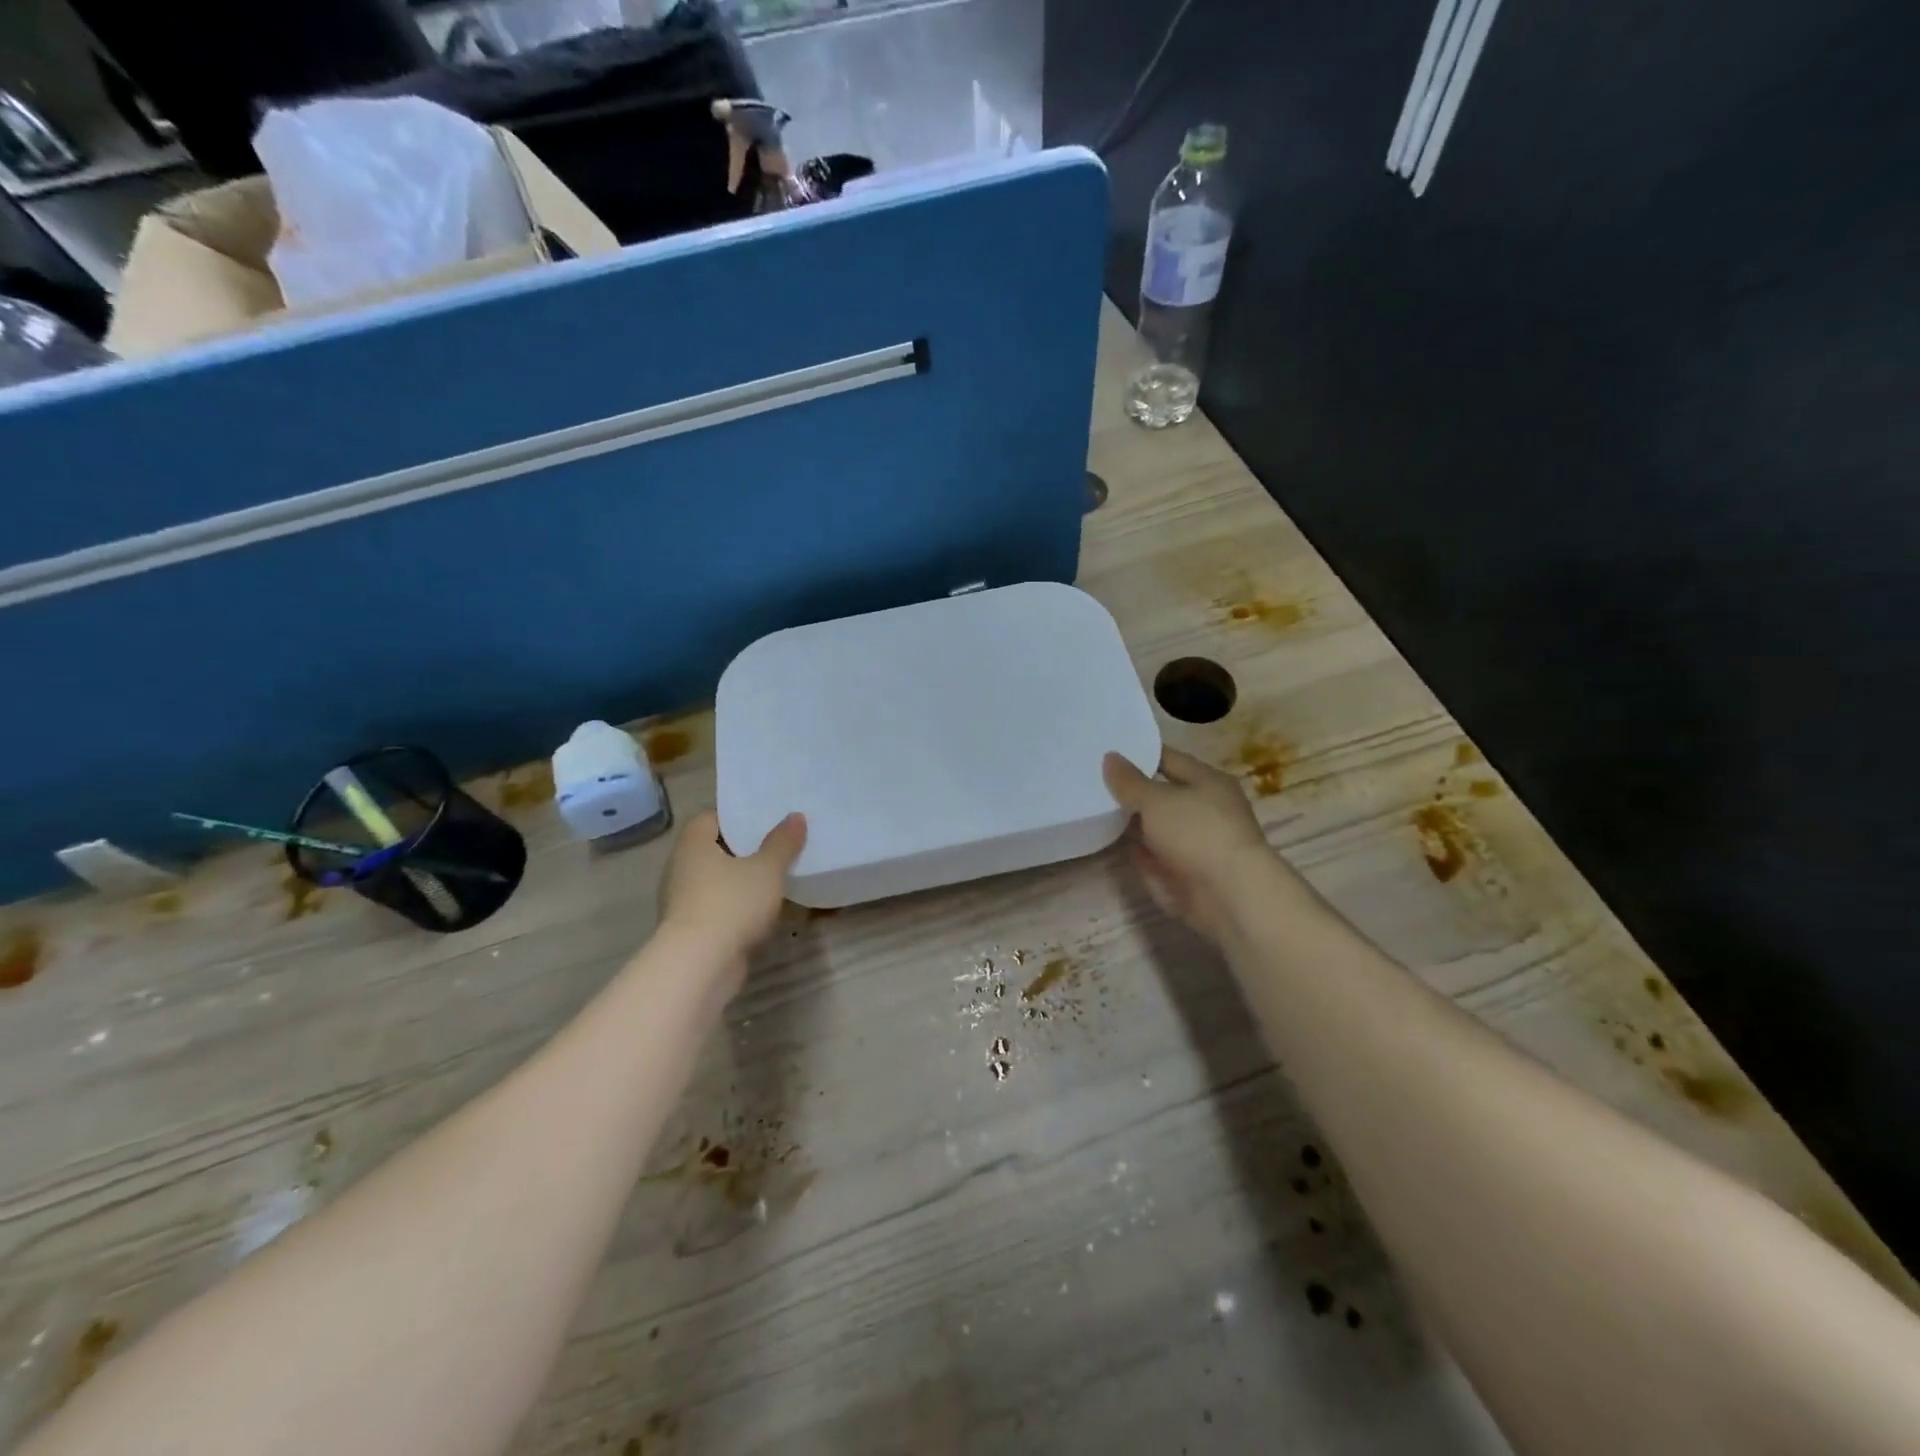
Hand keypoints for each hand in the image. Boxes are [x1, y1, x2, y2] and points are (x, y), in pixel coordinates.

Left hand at [658, 810, 806, 976]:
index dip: (736, 817)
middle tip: (777, 847)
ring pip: (716, 882)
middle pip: (714, 850)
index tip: (764, 820)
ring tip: (775, 879)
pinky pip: (718, 908)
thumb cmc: (731, 903)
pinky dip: (737, 908)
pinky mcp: (690, 931)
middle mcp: (680, 868)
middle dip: (743, 850)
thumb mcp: (767, 869)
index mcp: (693, 845)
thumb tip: (796, 816)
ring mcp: (682, 902)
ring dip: (740, 882)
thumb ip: (783, 842)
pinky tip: (763, 912)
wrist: (699, 966)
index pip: (710, 818)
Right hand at [1103, 748, 1284, 942]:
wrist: (1230, 895)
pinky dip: (1140, 854)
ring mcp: (1198, 844)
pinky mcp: (1189, 873)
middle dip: (1132, 792)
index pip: (1169, 760)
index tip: (1108, 752)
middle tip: (1094, 783)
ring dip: (1134, 824)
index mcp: (1207, 782)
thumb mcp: (1155, 800)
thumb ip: (1129, 781)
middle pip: (1162, 795)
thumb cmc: (1197, 833)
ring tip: (1095, 812)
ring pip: (1158, 828)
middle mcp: (1206, 809)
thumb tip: (1110, 757)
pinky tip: (1115, 847)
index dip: (1140, 755)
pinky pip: (1157, 857)